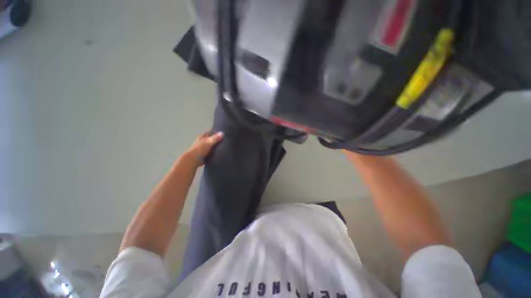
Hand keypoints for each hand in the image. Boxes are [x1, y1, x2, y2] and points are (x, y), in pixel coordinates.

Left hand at [185, 131, 223, 166]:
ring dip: (217, 146)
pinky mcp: (205, 154)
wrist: (193, 160)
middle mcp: (203, 141)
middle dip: (218, 139)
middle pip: (212, 139)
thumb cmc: (199, 149)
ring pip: (212, 145)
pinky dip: (216, 152)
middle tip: (227, 140)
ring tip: (226, 147)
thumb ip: (215, 138)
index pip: (210, 132)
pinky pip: (212, 151)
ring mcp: (204, 148)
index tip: (224, 133)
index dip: (217, 132)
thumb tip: (222, 133)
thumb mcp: (208, 142)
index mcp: (203, 136)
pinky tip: (222, 153)